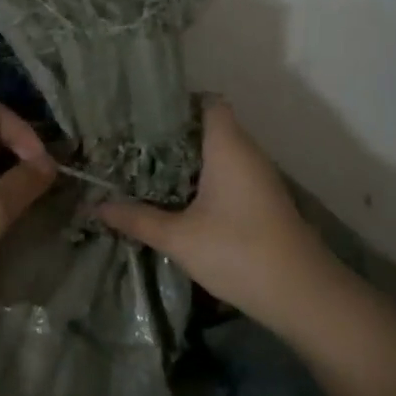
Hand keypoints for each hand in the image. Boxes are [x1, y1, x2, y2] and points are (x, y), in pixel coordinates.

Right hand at [98, 102, 343, 332]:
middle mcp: (247, 153)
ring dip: (188, 160)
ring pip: (220, 154)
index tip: (143, 113)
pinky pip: (229, 175)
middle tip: (131, 143)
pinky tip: (178, 198)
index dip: (178, 102)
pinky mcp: (263, 201)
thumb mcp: (179, 237)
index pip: (208, 102)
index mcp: (228, 147)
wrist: (300, 293)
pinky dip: (204, 179)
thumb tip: (95, 207)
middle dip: (173, 134)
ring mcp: (259, 178)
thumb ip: (137, 219)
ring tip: (146, 168)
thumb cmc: (238, 251)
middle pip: (211, 127)